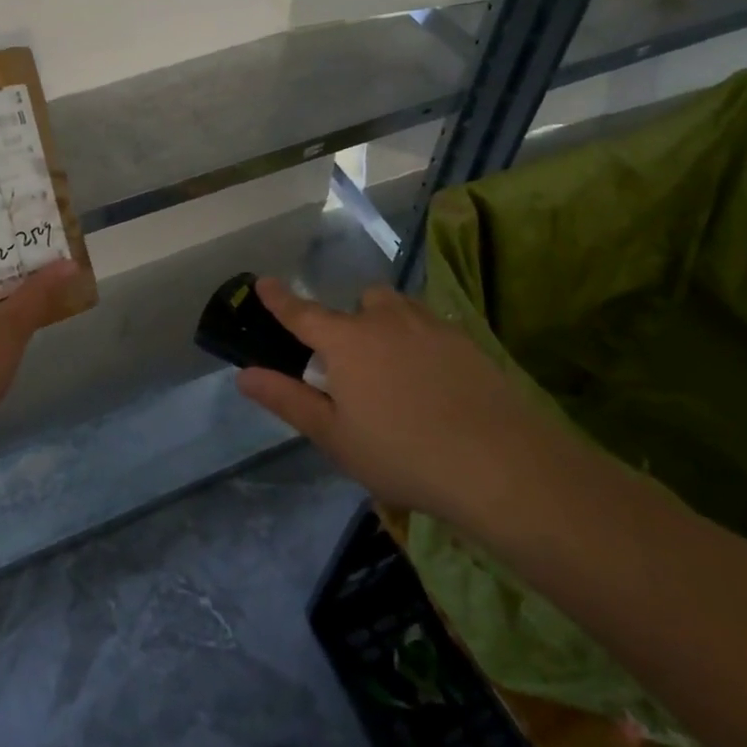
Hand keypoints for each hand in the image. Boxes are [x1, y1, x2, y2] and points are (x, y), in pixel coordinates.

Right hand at [235, 279, 582, 534]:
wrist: (502, 465)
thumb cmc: (403, 454)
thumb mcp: (335, 437)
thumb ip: (287, 400)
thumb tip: (244, 375)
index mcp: (346, 340)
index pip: (302, 312)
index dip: (279, 298)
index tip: (263, 281)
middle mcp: (385, 320)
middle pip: (359, 303)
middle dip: (351, 322)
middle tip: (356, 367)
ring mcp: (430, 326)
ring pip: (398, 310)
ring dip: (388, 327)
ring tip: (398, 373)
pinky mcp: (468, 341)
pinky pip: (432, 329)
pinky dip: (423, 344)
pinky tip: (437, 386)